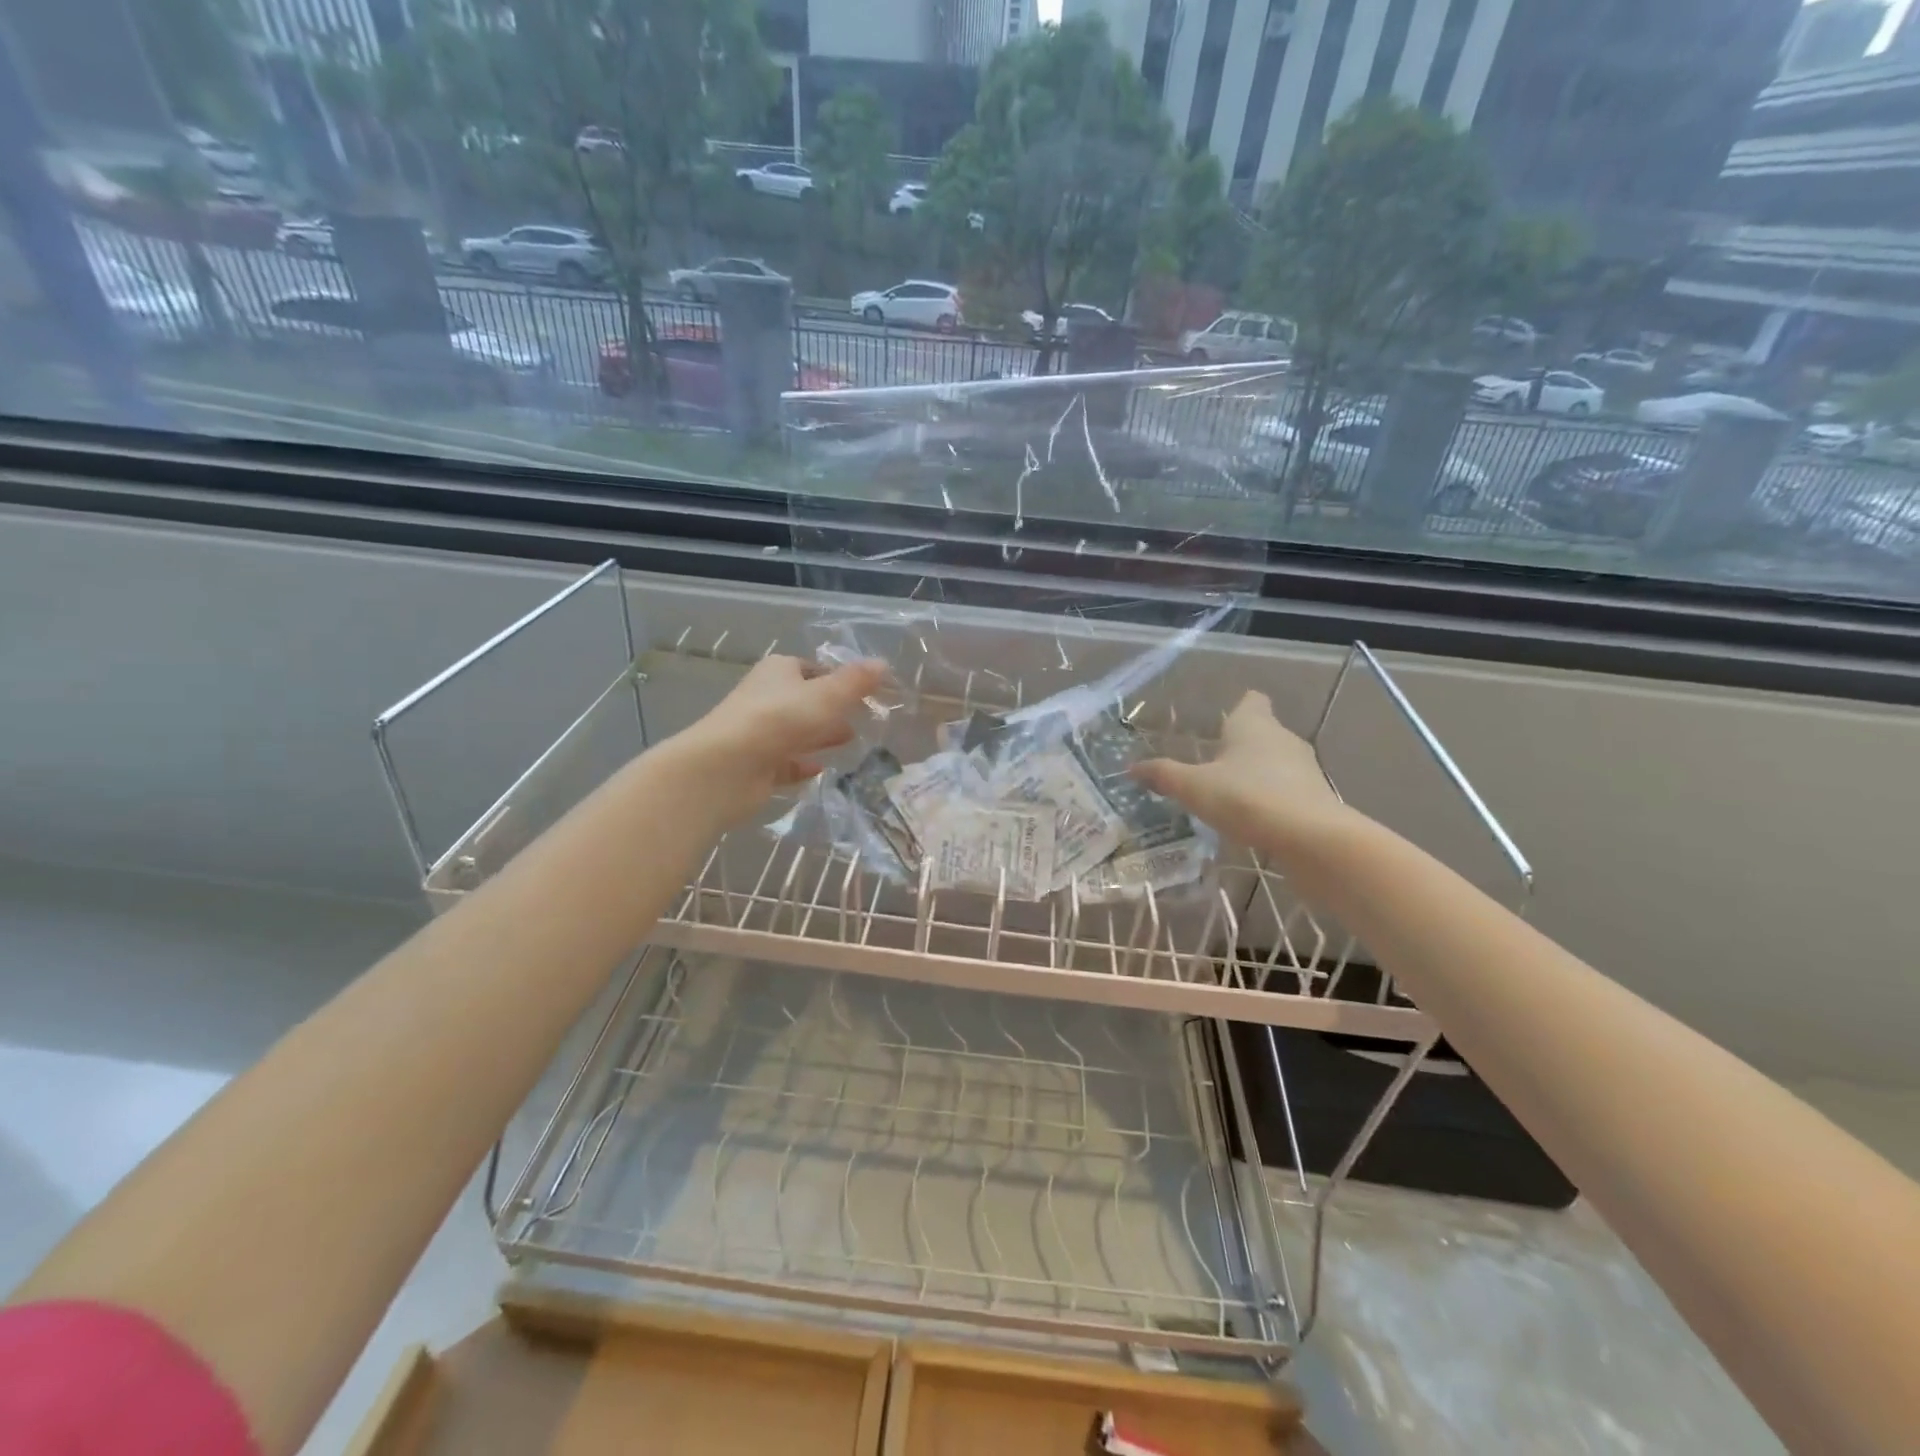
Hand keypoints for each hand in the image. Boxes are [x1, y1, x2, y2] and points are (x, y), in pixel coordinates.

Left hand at [671, 654, 887, 826]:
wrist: (728, 767)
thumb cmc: (781, 719)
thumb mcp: (828, 695)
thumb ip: (857, 682)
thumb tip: (883, 663)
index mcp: (778, 671)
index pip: (813, 669)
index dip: (839, 679)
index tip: (865, 692)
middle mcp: (765, 697)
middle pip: (805, 700)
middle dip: (832, 709)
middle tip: (863, 718)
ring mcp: (758, 732)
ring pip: (796, 731)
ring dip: (820, 736)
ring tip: (851, 741)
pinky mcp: (755, 764)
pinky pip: (784, 762)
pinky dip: (802, 764)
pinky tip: (820, 770)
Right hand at [1132, 691, 1352, 857]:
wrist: (1310, 838)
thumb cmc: (1246, 798)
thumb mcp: (1194, 788)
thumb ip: (1164, 776)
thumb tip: (1131, 767)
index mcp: (1253, 725)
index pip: (1251, 701)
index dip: (1239, 707)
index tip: (1223, 721)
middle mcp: (1283, 738)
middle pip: (1263, 732)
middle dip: (1242, 746)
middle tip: (1214, 764)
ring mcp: (1305, 768)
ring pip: (1277, 762)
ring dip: (1258, 774)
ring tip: (1231, 795)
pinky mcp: (1317, 798)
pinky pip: (1289, 790)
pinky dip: (1273, 799)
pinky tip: (1254, 820)